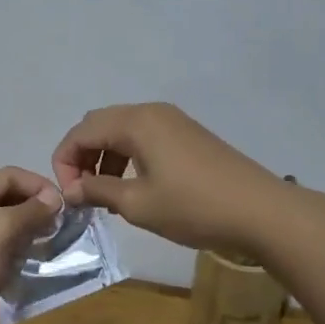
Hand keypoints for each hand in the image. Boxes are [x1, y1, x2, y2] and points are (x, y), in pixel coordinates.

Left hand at [0, 167, 63, 323]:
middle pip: (2, 198)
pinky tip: (27, 265)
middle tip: (59, 227)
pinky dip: (12, 252)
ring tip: (47, 245)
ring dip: (24, 232)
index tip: (65, 206)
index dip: (37, 185)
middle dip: (32, 208)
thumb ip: (27, 211)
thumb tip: (54, 197)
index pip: (6, 175)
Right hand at [52, 103, 286, 255]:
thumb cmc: (194, 207)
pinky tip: (132, 187)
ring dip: (104, 158)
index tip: (67, 195)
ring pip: (122, 131)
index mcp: (136, 122)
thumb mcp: (138, 204)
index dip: (64, 161)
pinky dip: (127, 157)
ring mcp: (173, 121)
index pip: (81, 131)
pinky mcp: (188, 135)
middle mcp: (152, 112)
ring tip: (105, 194)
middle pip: (99, 125)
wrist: (261, 211)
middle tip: (81, 192)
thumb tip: (71, 190)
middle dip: (82, 156)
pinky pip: (143, 137)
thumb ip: (98, 191)